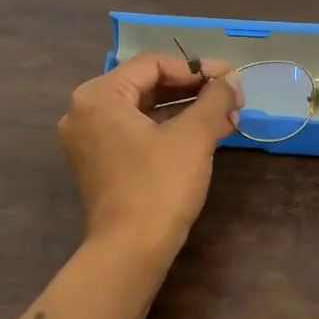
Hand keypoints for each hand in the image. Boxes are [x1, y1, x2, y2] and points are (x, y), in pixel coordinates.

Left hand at [58, 53, 242, 255]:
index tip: (230, 79)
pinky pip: (138, 133)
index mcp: (98, 95)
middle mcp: (86, 111)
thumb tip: (231, 80)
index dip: (196, 69)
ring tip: (228, 116)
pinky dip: (171, 130)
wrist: (130, 253)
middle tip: (232, 97)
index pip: (153, 65)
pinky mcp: (101, 163)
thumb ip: (214, 99)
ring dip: (187, 111)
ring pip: (146, 111)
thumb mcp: (193, 136)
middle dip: (195, 91)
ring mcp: (90, 140)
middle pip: (148, 86)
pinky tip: (208, 134)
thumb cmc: (159, 186)